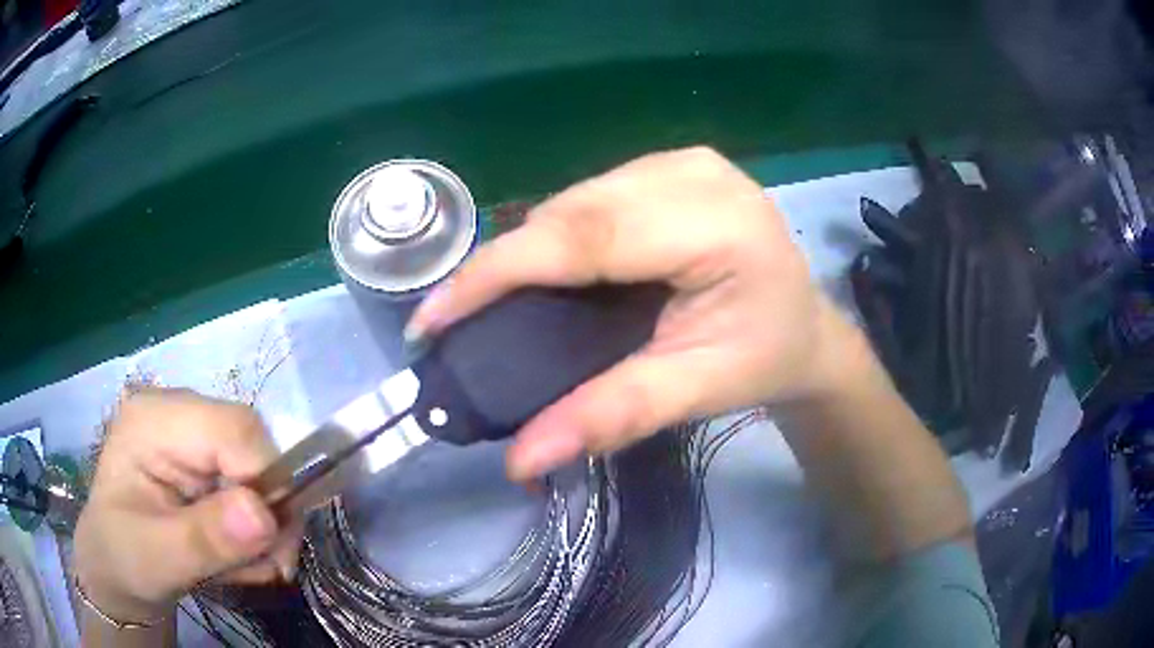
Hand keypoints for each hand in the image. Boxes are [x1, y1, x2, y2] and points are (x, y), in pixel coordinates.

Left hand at [74, 388, 300, 623]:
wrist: (116, 567)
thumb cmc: (123, 558)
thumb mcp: (157, 559)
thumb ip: (205, 538)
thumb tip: (265, 515)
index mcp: (154, 420)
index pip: (235, 429)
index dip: (265, 482)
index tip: (270, 547)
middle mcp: (178, 413)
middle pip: (254, 447)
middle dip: (269, 515)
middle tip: (265, 567)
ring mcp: (194, 435)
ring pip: (262, 472)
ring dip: (264, 530)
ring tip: (237, 566)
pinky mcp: (206, 459)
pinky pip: (255, 488)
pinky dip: (257, 530)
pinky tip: (232, 552)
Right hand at [408, 147, 859, 480]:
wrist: (803, 330)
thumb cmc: (762, 360)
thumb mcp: (696, 391)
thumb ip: (614, 416)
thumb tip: (521, 458)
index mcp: (716, 224)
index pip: (584, 237)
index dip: (497, 273)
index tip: (430, 317)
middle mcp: (694, 173)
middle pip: (572, 210)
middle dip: (505, 264)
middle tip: (456, 318)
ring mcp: (683, 161)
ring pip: (574, 199)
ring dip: (530, 249)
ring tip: (494, 300)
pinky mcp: (672, 165)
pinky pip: (592, 195)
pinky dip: (559, 234)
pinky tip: (548, 269)